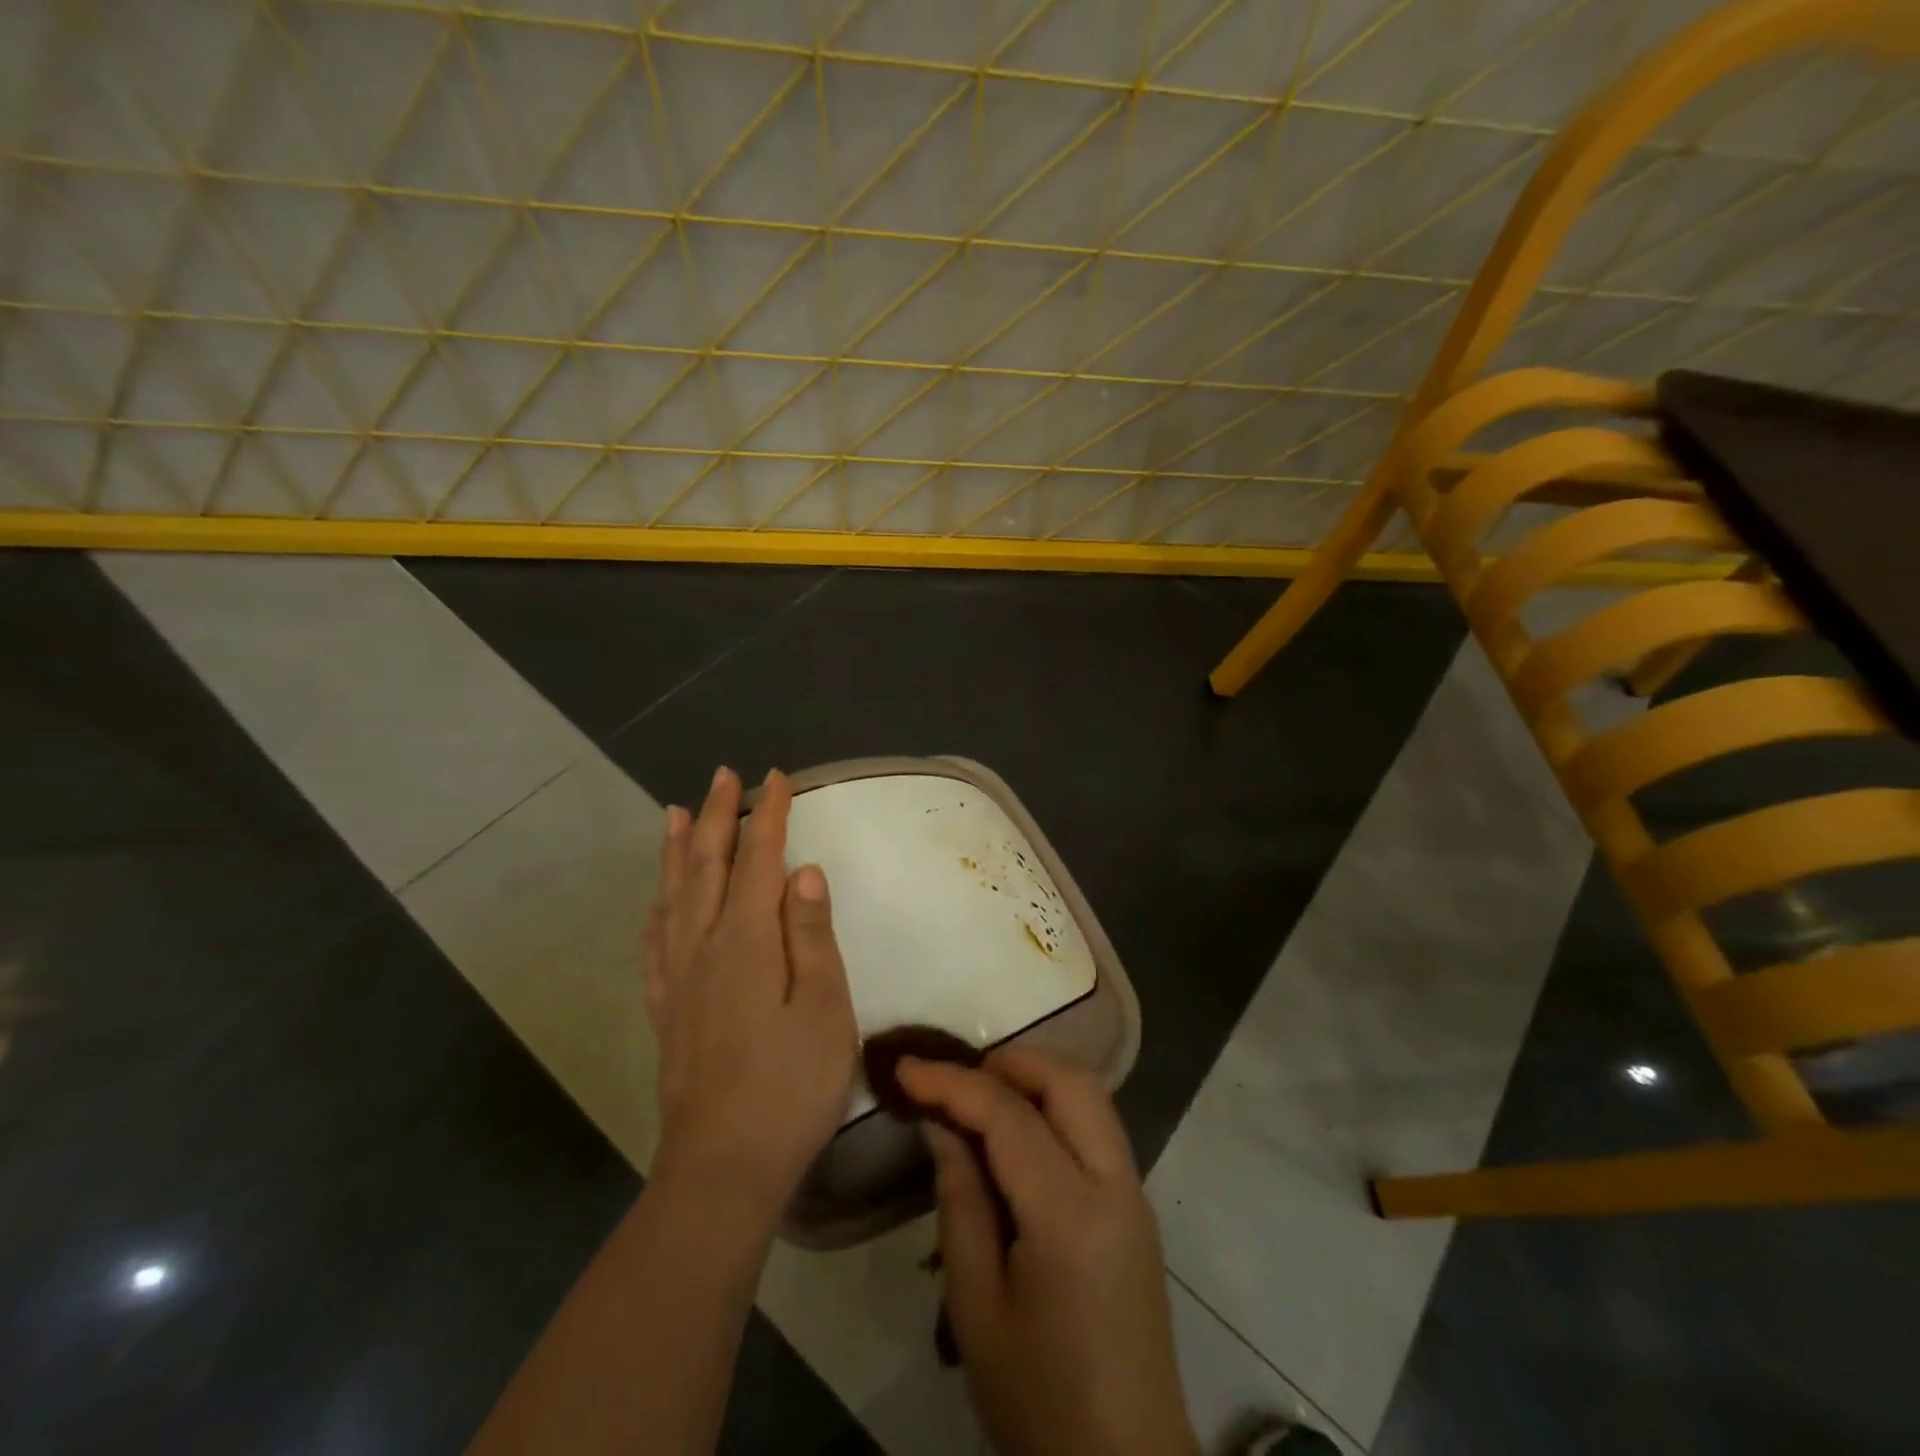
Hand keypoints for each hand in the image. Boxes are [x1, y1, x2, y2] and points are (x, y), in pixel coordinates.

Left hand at [643, 767, 858, 1225]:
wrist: (723, 1167)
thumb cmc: (791, 1087)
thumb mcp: (824, 1010)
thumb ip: (811, 936)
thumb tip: (803, 871)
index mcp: (747, 942)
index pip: (759, 861)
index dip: (768, 816)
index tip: (776, 778)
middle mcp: (704, 946)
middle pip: (710, 866)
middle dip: (720, 817)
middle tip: (725, 776)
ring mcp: (678, 978)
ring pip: (675, 896)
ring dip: (680, 850)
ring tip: (677, 812)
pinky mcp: (666, 1008)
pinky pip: (654, 941)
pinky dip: (657, 906)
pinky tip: (658, 897)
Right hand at [897, 1050, 1198, 1455]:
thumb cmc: (1037, 1398)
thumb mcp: (976, 1305)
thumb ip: (959, 1200)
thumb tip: (942, 1124)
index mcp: (1071, 1215)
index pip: (1009, 1116)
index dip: (953, 1082)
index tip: (905, 1069)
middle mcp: (1115, 1185)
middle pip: (1068, 1082)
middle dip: (1007, 1063)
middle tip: (952, 1080)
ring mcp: (1135, 1192)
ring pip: (1090, 1095)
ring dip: (1035, 1078)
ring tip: (979, 1098)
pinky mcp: (1137, 1205)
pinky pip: (1097, 1125)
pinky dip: (1055, 1104)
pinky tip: (1018, 1132)